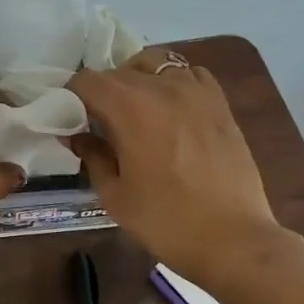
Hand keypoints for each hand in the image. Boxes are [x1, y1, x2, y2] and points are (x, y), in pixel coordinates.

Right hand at [69, 50, 286, 285]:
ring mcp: (196, 91)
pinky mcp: (220, 103)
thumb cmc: (166, 221)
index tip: (70, 119)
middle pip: (119, 71)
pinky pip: (189, 74)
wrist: (233, 239)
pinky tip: (172, 109)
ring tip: (136, 110)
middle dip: (102, 92)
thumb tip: (78, 135)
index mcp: (130, 108)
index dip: (72, 96)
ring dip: (137, 80)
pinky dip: (173, 82)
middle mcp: (162, 87)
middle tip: (99, 124)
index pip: (88, 81)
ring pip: (155, 64)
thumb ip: (92, 156)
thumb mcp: (114, 195)